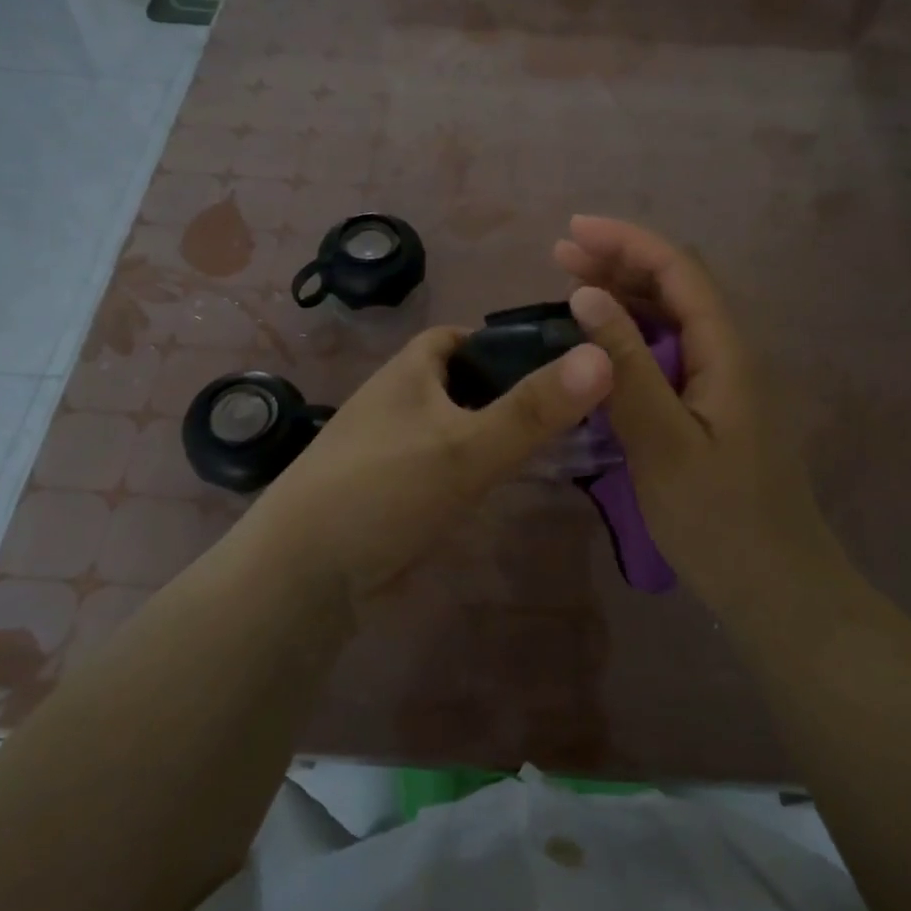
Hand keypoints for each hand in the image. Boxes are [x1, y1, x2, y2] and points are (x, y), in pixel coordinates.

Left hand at [245, 325, 612, 599]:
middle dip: (510, 391)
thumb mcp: (466, 445)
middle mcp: (401, 399)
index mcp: (410, 370)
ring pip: (459, 426)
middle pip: (466, 382)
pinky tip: (506, 485)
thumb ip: (534, 408)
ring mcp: (396, 446)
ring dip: (495, 432)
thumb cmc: (384, 488)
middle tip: (570, 409)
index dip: (506, 342)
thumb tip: (604, 355)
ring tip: (555, 445)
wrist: (306, 574)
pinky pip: (446, 466)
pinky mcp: (396, 489)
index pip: (463, 337)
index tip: (556, 363)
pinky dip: (475, 469)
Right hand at [553, 216, 841, 605]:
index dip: (626, 242)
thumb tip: (585, 295)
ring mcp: (724, 383)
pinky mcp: (712, 410)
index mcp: (727, 351)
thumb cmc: (718, 518)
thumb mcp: (661, 440)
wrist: (776, 588)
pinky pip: (670, 354)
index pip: (679, 271)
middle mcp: (730, 354)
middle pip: (677, 286)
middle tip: (559, 256)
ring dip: (624, 296)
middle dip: (620, 261)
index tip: (571, 231)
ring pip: (673, 320)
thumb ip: (625, 365)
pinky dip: (631, 338)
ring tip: (570, 287)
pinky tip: (601, 347)